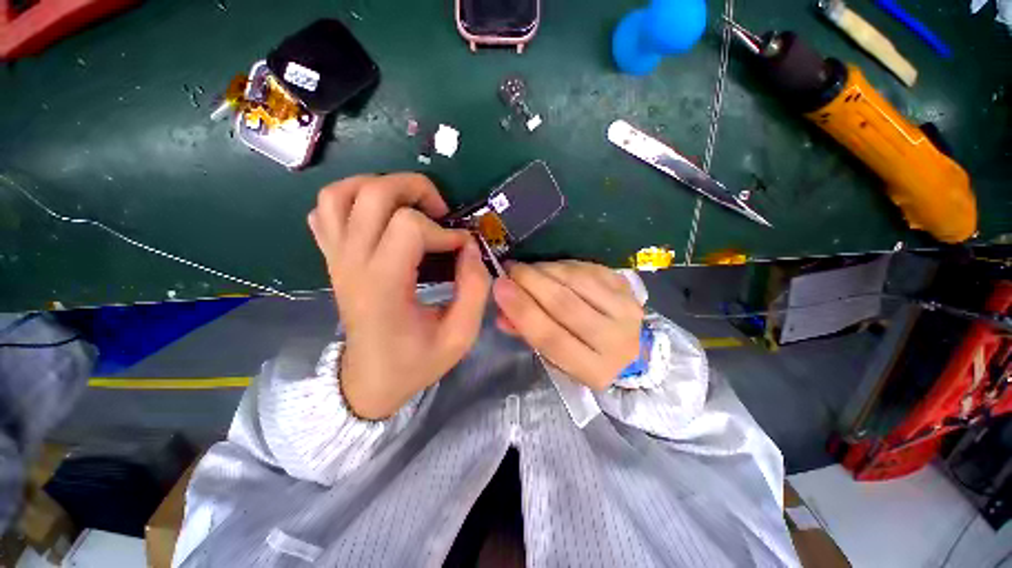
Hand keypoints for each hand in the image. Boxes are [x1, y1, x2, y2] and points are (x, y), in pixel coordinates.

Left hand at [308, 173, 490, 419]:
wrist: (369, 381)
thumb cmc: (416, 362)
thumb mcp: (460, 336)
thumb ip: (475, 289)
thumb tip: (471, 248)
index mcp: (383, 285)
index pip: (409, 227)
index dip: (445, 232)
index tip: (463, 250)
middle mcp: (353, 263)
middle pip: (373, 194)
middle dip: (415, 189)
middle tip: (441, 211)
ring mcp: (337, 258)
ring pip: (341, 193)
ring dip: (380, 186)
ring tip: (410, 205)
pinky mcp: (333, 259)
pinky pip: (326, 210)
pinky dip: (352, 200)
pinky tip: (379, 217)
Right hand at [492, 260, 644, 390]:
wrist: (631, 348)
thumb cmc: (585, 356)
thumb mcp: (556, 359)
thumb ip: (527, 334)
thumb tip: (500, 311)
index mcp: (594, 370)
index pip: (551, 338)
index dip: (522, 310)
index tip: (500, 286)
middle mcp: (615, 341)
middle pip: (565, 304)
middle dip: (530, 282)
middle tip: (510, 270)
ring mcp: (626, 311)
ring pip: (577, 281)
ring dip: (545, 270)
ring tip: (527, 268)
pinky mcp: (628, 288)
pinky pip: (588, 269)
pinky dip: (564, 266)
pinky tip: (551, 268)